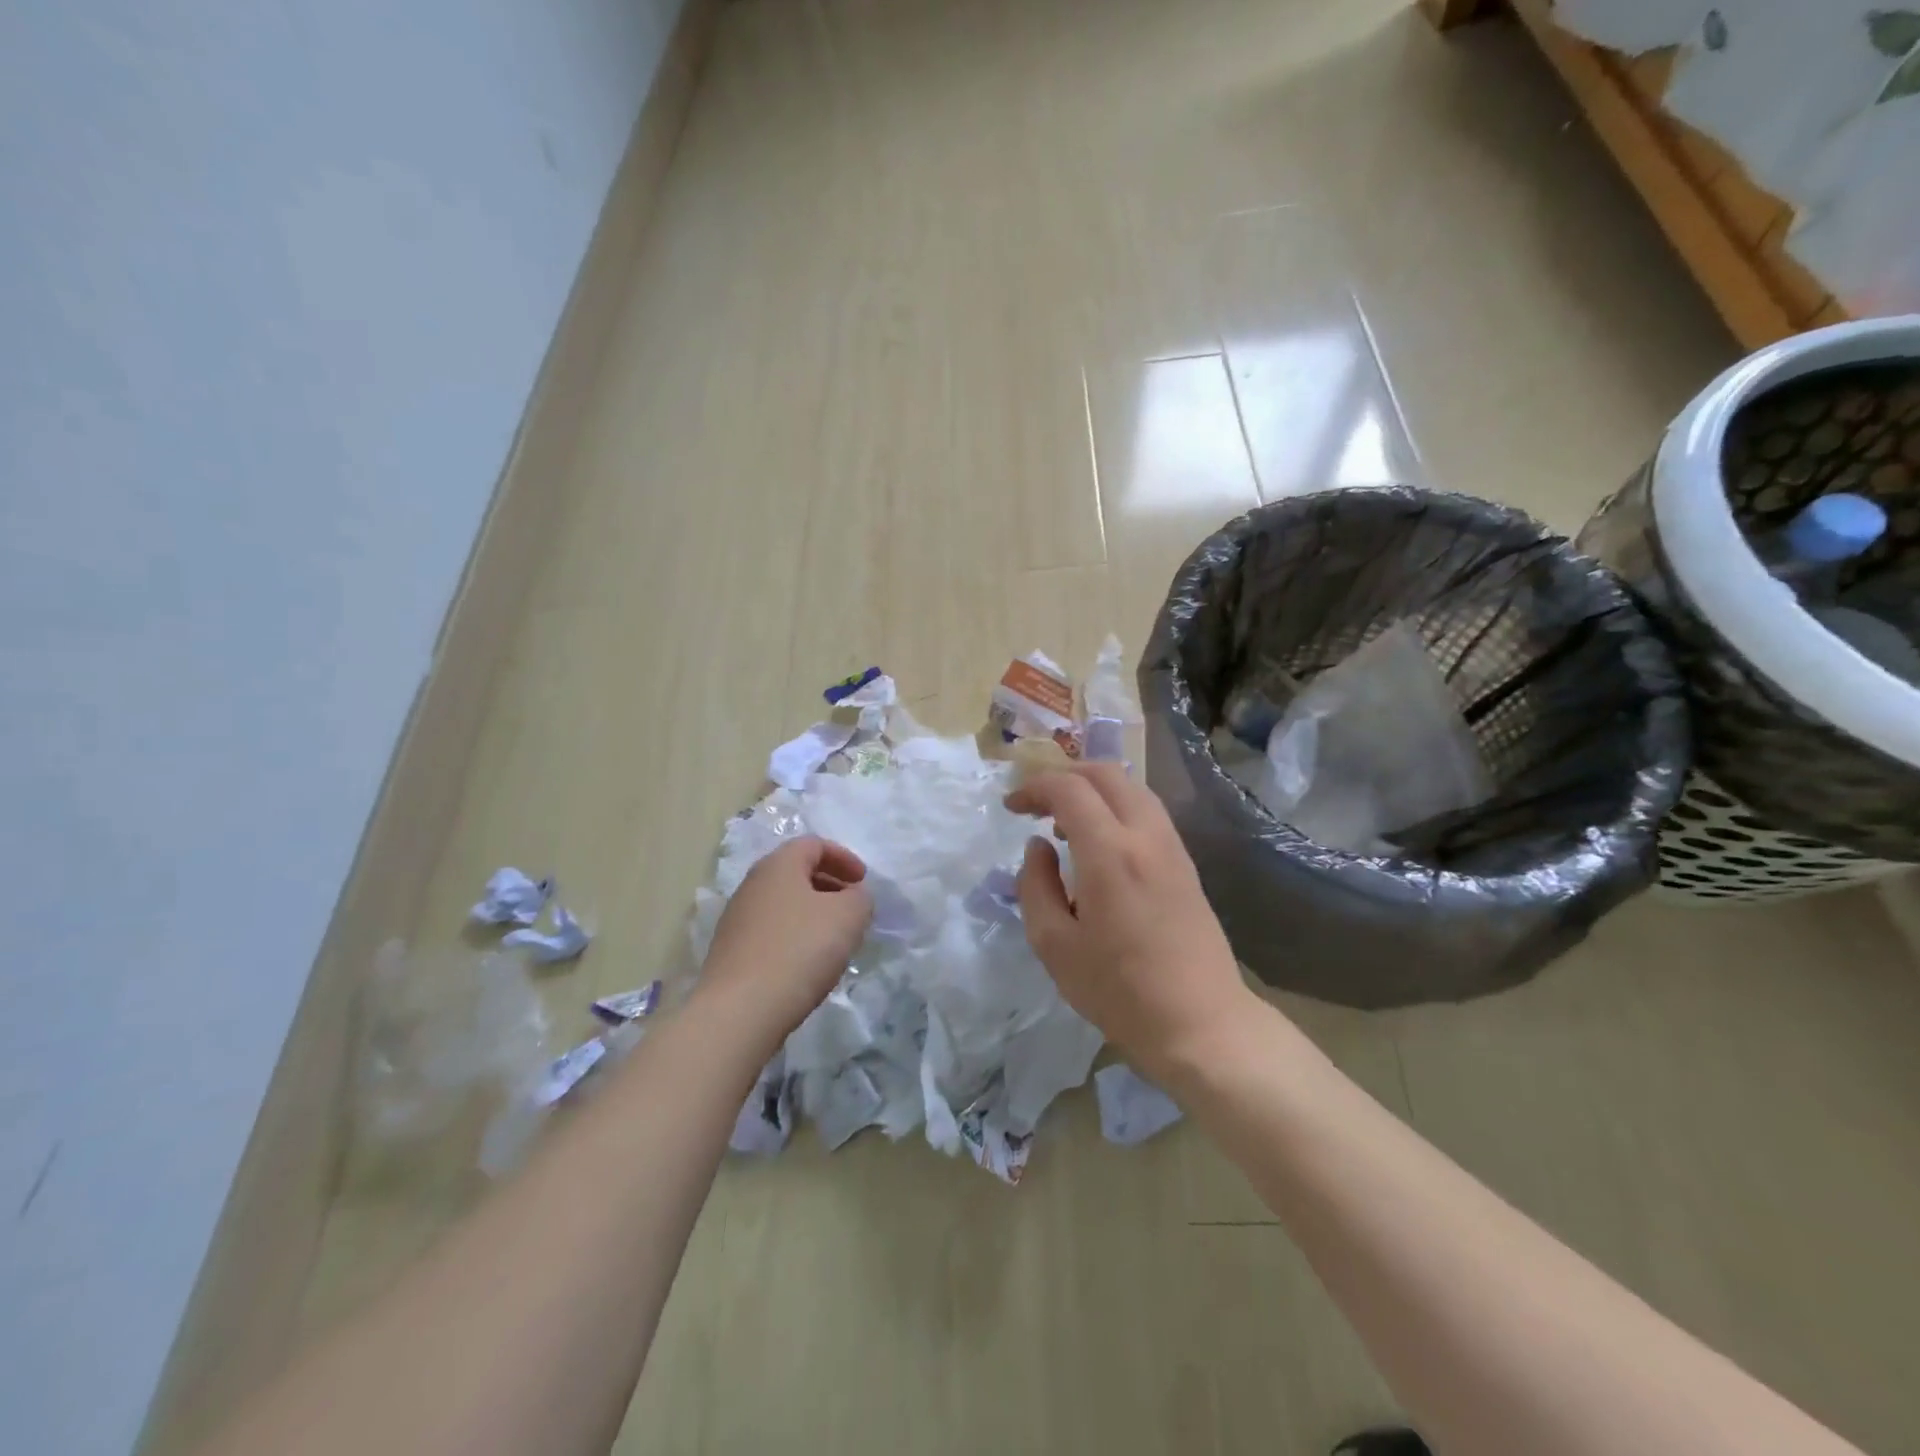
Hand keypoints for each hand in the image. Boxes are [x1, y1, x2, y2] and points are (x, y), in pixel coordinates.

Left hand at [698, 837, 873, 1047]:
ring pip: (784, 904)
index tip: (863, 882)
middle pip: (796, 873)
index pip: (813, 844)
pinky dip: (795, 937)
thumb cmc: (799, 950)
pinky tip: (808, 964)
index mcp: (778, 866)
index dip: (843, 857)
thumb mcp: (848, 917)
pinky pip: (772, 932)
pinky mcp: (731, 952)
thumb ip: (860, 898)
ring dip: (813, 914)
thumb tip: (854, 897)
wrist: (740, 1011)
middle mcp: (752, 885)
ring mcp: (737, 919)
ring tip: (835, 940)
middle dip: (829, 885)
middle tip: (853, 908)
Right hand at [1005, 764, 1253, 1079]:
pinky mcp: (1185, 864)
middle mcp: (1145, 836)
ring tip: (1064, 823)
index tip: (1011, 807)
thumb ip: (1036, 886)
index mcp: (1110, 852)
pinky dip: (1116, 807)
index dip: (1034, 788)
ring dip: (1093, 789)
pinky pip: (1147, 812)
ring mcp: (1172, 847)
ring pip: (1132, 788)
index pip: (1069, 789)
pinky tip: (1099, 843)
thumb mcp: (1055, 945)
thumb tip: (1037, 848)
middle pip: (1105, 773)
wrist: (1201, 1023)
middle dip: (1064, 776)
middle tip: (1035, 803)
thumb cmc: (1119, 991)